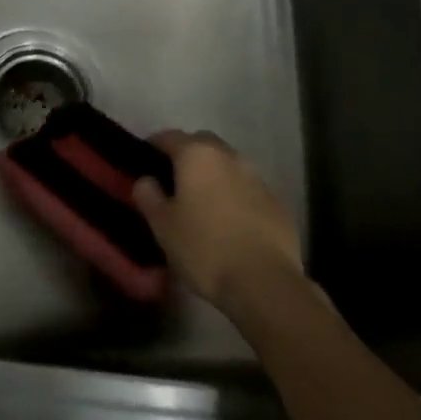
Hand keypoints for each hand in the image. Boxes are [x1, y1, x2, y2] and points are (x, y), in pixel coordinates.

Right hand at [133, 131, 303, 314]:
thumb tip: (145, 180)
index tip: (144, 163)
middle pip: (201, 144)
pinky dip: (235, 196)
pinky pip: (247, 188)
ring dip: (214, 175)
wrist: (264, 282)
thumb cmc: (204, 248)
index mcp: (197, 154)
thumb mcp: (162, 226)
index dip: (153, 146)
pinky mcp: (276, 201)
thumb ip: (148, 196)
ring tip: (203, 204)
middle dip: (186, 156)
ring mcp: (256, 176)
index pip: (168, 137)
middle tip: (174, 183)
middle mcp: (228, 155)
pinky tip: (230, 223)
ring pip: (227, 165)